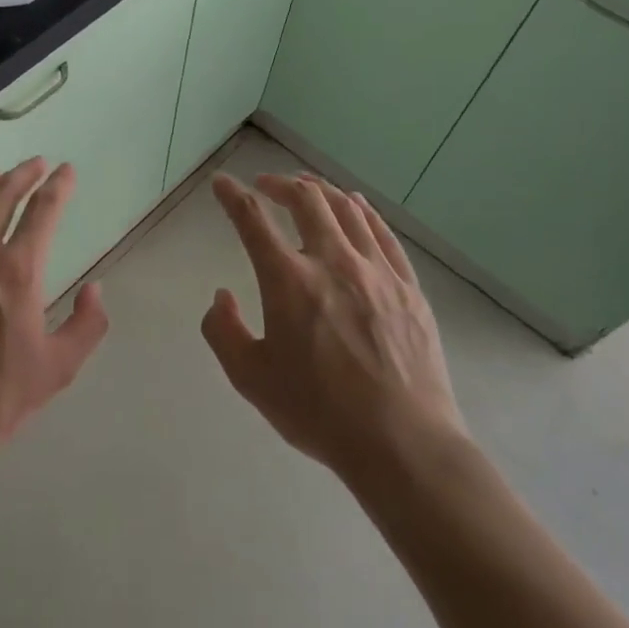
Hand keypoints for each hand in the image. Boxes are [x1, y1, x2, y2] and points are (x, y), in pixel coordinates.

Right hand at [202, 172, 465, 480]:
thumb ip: (223, 332)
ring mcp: (375, 271)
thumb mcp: (251, 378)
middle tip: (265, 185)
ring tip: (306, 188)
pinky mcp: (408, 287)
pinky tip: (356, 205)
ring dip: (320, 190)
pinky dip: (363, 211)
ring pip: (346, 209)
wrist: (403, 444)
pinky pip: (383, 233)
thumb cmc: (319, 412)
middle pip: (306, 199)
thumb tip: (221, 298)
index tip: (221, 184)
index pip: (252, 219)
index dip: (232, 195)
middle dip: (280, 183)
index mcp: (288, 280)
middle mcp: (331, 261)